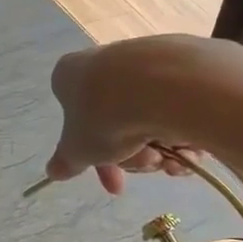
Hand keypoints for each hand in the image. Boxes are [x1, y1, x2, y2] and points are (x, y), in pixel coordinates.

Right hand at [43, 35, 242, 193]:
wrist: (167, 85)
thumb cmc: (107, 116)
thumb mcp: (79, 150)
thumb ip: (67, 162)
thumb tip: (52, 171)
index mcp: (70, 75)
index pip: (74, 120)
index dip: (93, 158)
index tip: (113, 180)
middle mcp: (105, 61)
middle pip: (115, 124)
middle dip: (133, 156)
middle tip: (146, 164)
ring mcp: (144, 60)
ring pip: (147, 119)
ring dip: (158, 149)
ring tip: (170, 157)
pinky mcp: (181, 62)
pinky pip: (176, 107)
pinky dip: (182, 132)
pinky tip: (190, 147)